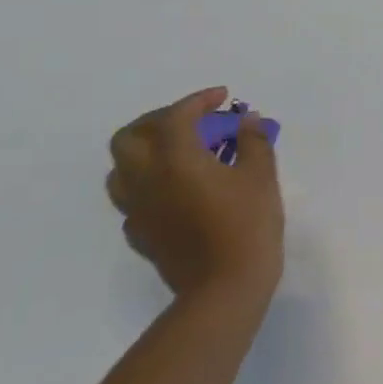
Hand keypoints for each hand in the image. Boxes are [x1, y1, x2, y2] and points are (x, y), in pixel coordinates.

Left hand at [106, 87, 283, 300]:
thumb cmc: (247, 223)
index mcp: (174, 160)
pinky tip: (177, 188)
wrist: (224, 285)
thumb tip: (246, 121)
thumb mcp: (261, 175)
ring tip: (178, 152)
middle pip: (129, 137)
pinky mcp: (140, 233)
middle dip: (158, 120)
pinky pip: (133, 198)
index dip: (198, 101)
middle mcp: (146, 179)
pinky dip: (150, 183)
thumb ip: (252, 142)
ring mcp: (137, 209)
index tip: (222, 97)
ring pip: (121, 169)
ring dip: (145, 151)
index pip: (175, 117)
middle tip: (191, 120)